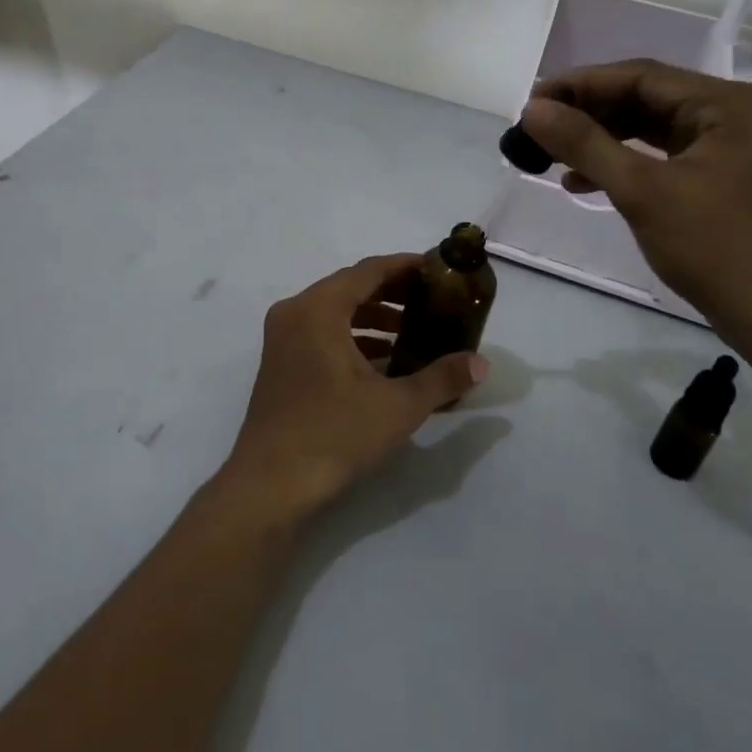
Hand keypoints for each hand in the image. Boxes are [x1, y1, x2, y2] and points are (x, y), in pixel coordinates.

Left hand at [219, 254, 487, 519]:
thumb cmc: (333, 434)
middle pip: (350, 287)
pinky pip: (322, 333)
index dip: (405, 267)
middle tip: (433, 301)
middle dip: (393, 293)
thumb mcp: (397, 406)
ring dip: (374, 318)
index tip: (437, 269)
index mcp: (318, 308)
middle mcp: (296, 312)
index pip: (368, 271)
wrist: (270, 484)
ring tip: (415, 333)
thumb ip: (442, 378)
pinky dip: (353, 338)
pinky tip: (385, 361)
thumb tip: (481, 363)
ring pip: (335, 312)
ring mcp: (283, 338)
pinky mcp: (281, 362)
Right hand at [520, 59, 751, 352]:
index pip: (640, 76)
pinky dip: (621, 163)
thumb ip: (585, 144)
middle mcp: (730, 113)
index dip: (580, 85)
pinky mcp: (717, 175)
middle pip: (644, 98)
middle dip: (588, 112)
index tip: (531, 102)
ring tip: (551, 154)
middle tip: (537, 127)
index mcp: (725, 103)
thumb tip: (532, 110)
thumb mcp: (642, 191)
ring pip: (648, 126)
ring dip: (600, 138)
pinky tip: (582, 182)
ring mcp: (726, 145)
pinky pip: (659, 154)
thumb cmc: (715, 247)